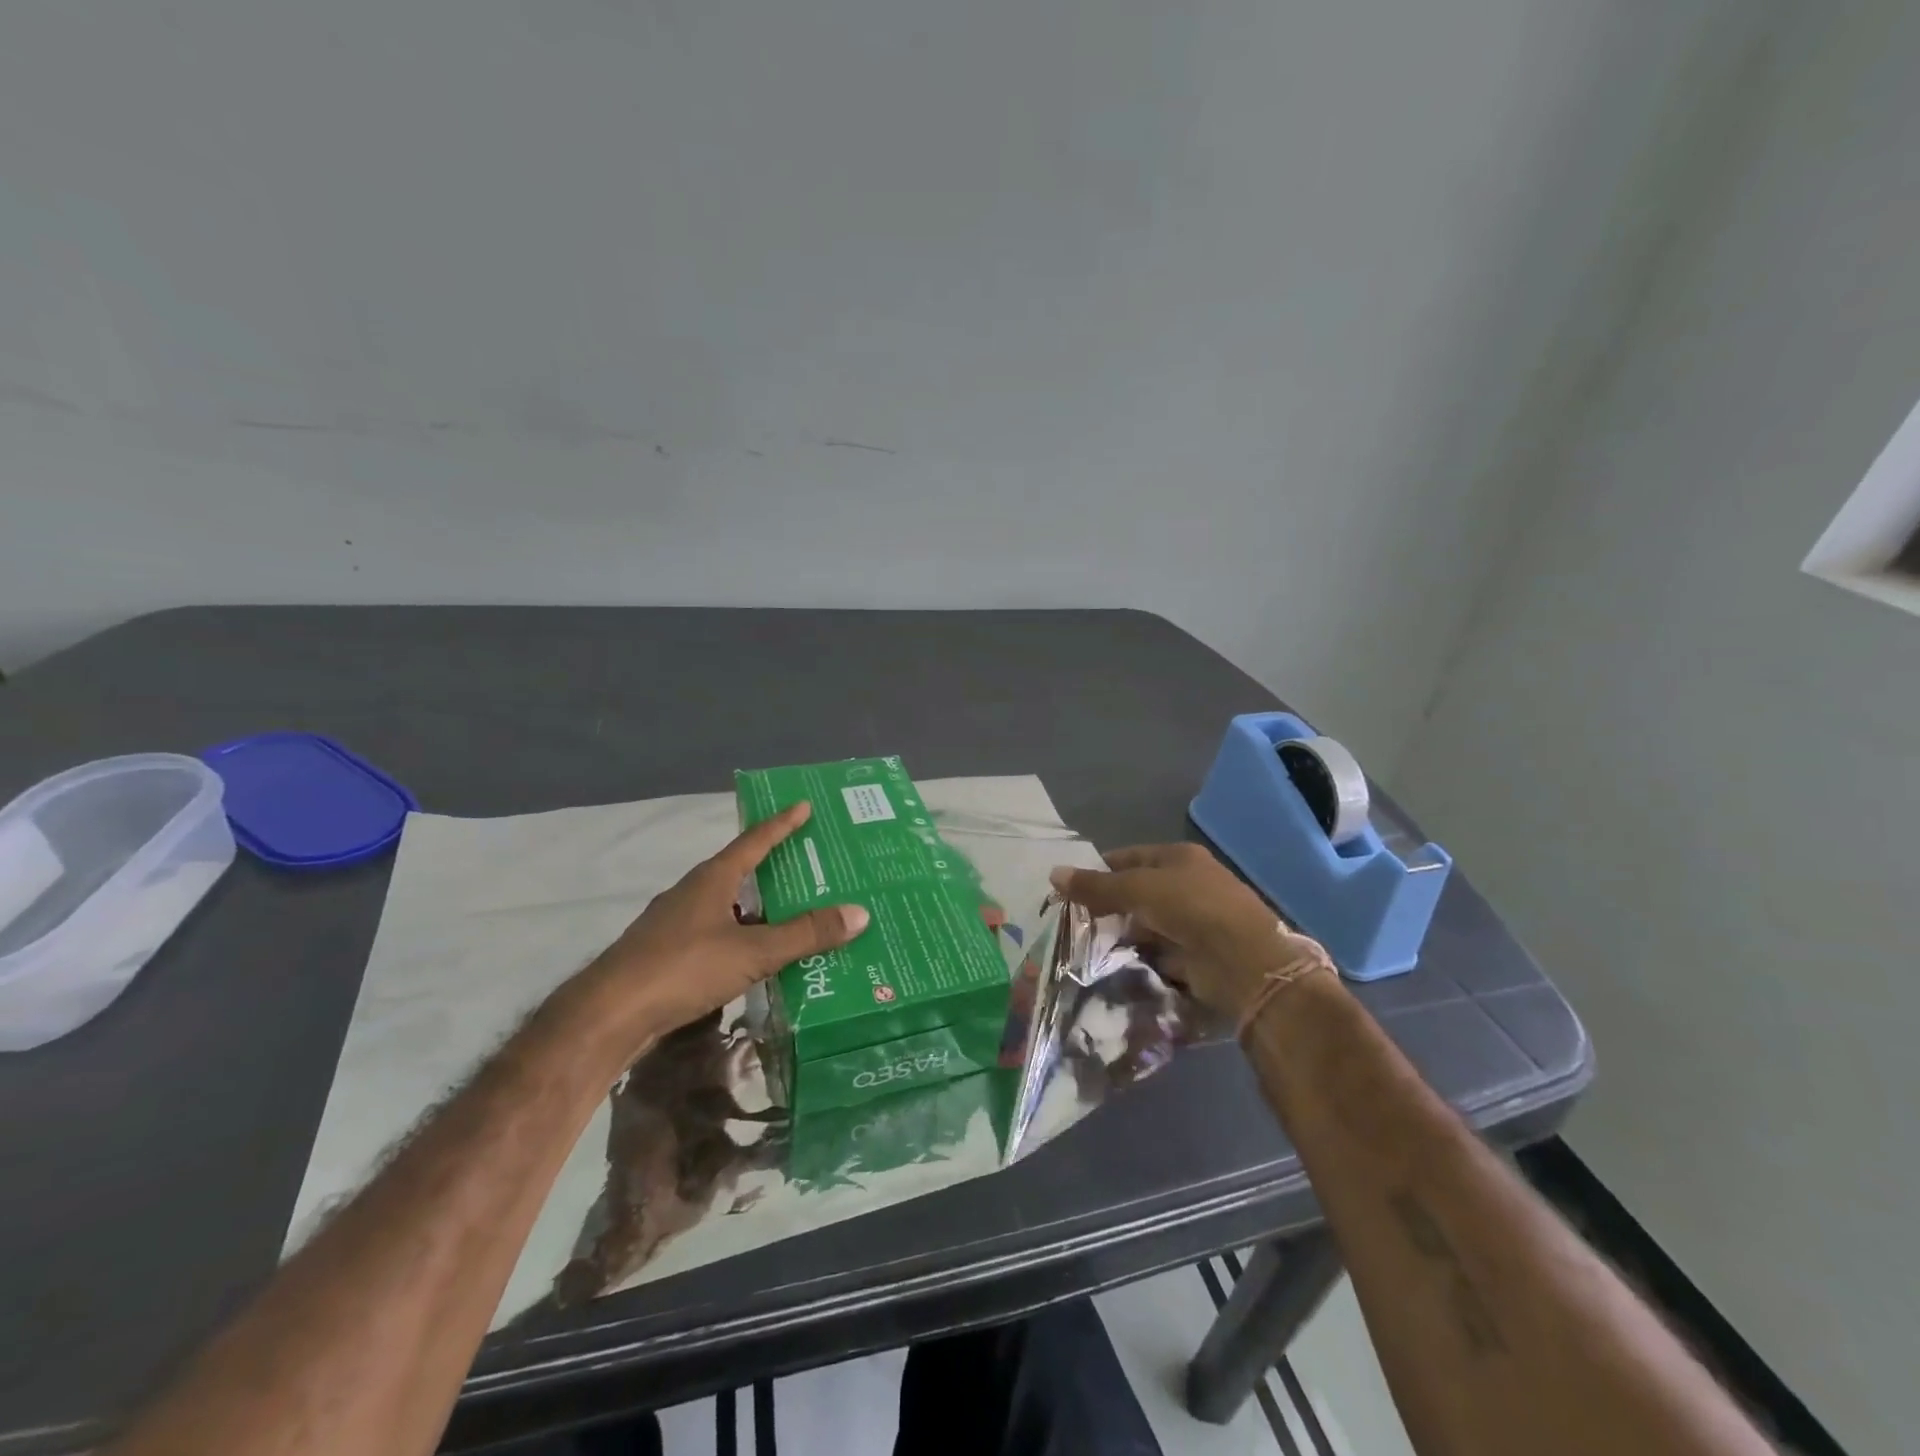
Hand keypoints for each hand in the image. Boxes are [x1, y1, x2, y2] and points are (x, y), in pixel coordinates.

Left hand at [574, 802, 869, 1045]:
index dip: (781, 824)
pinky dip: (740, 937)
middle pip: (740, 871)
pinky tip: (756, 958)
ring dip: (758, 909)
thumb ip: (804, 934)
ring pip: (727, 906)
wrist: (608, 1016)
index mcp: (712, 879)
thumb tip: (859, 912)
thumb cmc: (682, 969)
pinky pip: (715, 934)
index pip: (754, 841)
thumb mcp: (752, 951)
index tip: (803, 806)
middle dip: (774, 868)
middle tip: (811, 867)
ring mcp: (675, 924)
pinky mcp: (666, 955)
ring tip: (793, 916)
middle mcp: (692, 893)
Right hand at [1050, 843, 1328, 1020]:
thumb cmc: (1190, 908)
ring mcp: (1195, 921)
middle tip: (1074, 923)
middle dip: (1108, 907)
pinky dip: (1141, 958)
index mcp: (1179, 858)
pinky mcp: (1197, 955)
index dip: (1099, 871)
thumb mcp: (1137, 889)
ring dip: (1123, 935)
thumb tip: (1053, 873)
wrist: (1244, 962)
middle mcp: (1188, 885)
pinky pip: (1159, 952)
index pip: (1129, 858)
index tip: (1070, 891)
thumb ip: (1096, 886)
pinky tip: (1115, 966)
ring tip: (1087, 948)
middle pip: (1137, 892)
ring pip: (1147, 925)